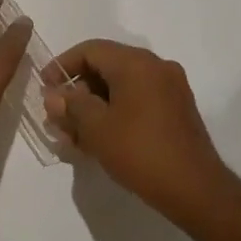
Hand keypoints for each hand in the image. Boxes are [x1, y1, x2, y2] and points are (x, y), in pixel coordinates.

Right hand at [45, 39, 239, 225]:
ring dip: (94, 106)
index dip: (62, 66)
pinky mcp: (177, 110)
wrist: (196, 190)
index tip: (45, 89)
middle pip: (106, 67)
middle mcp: (156, 67)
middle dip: (77, 91)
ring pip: (121, 87)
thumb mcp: (96, 128)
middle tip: (58, 118)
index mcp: (136, 63)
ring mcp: (170, 88)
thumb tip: (54, 96)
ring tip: (74, 135)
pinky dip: (115, 113)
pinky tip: (99, 140)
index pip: (90, 50)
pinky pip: (138, 100)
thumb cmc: (140, 152)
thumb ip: (70, 105)